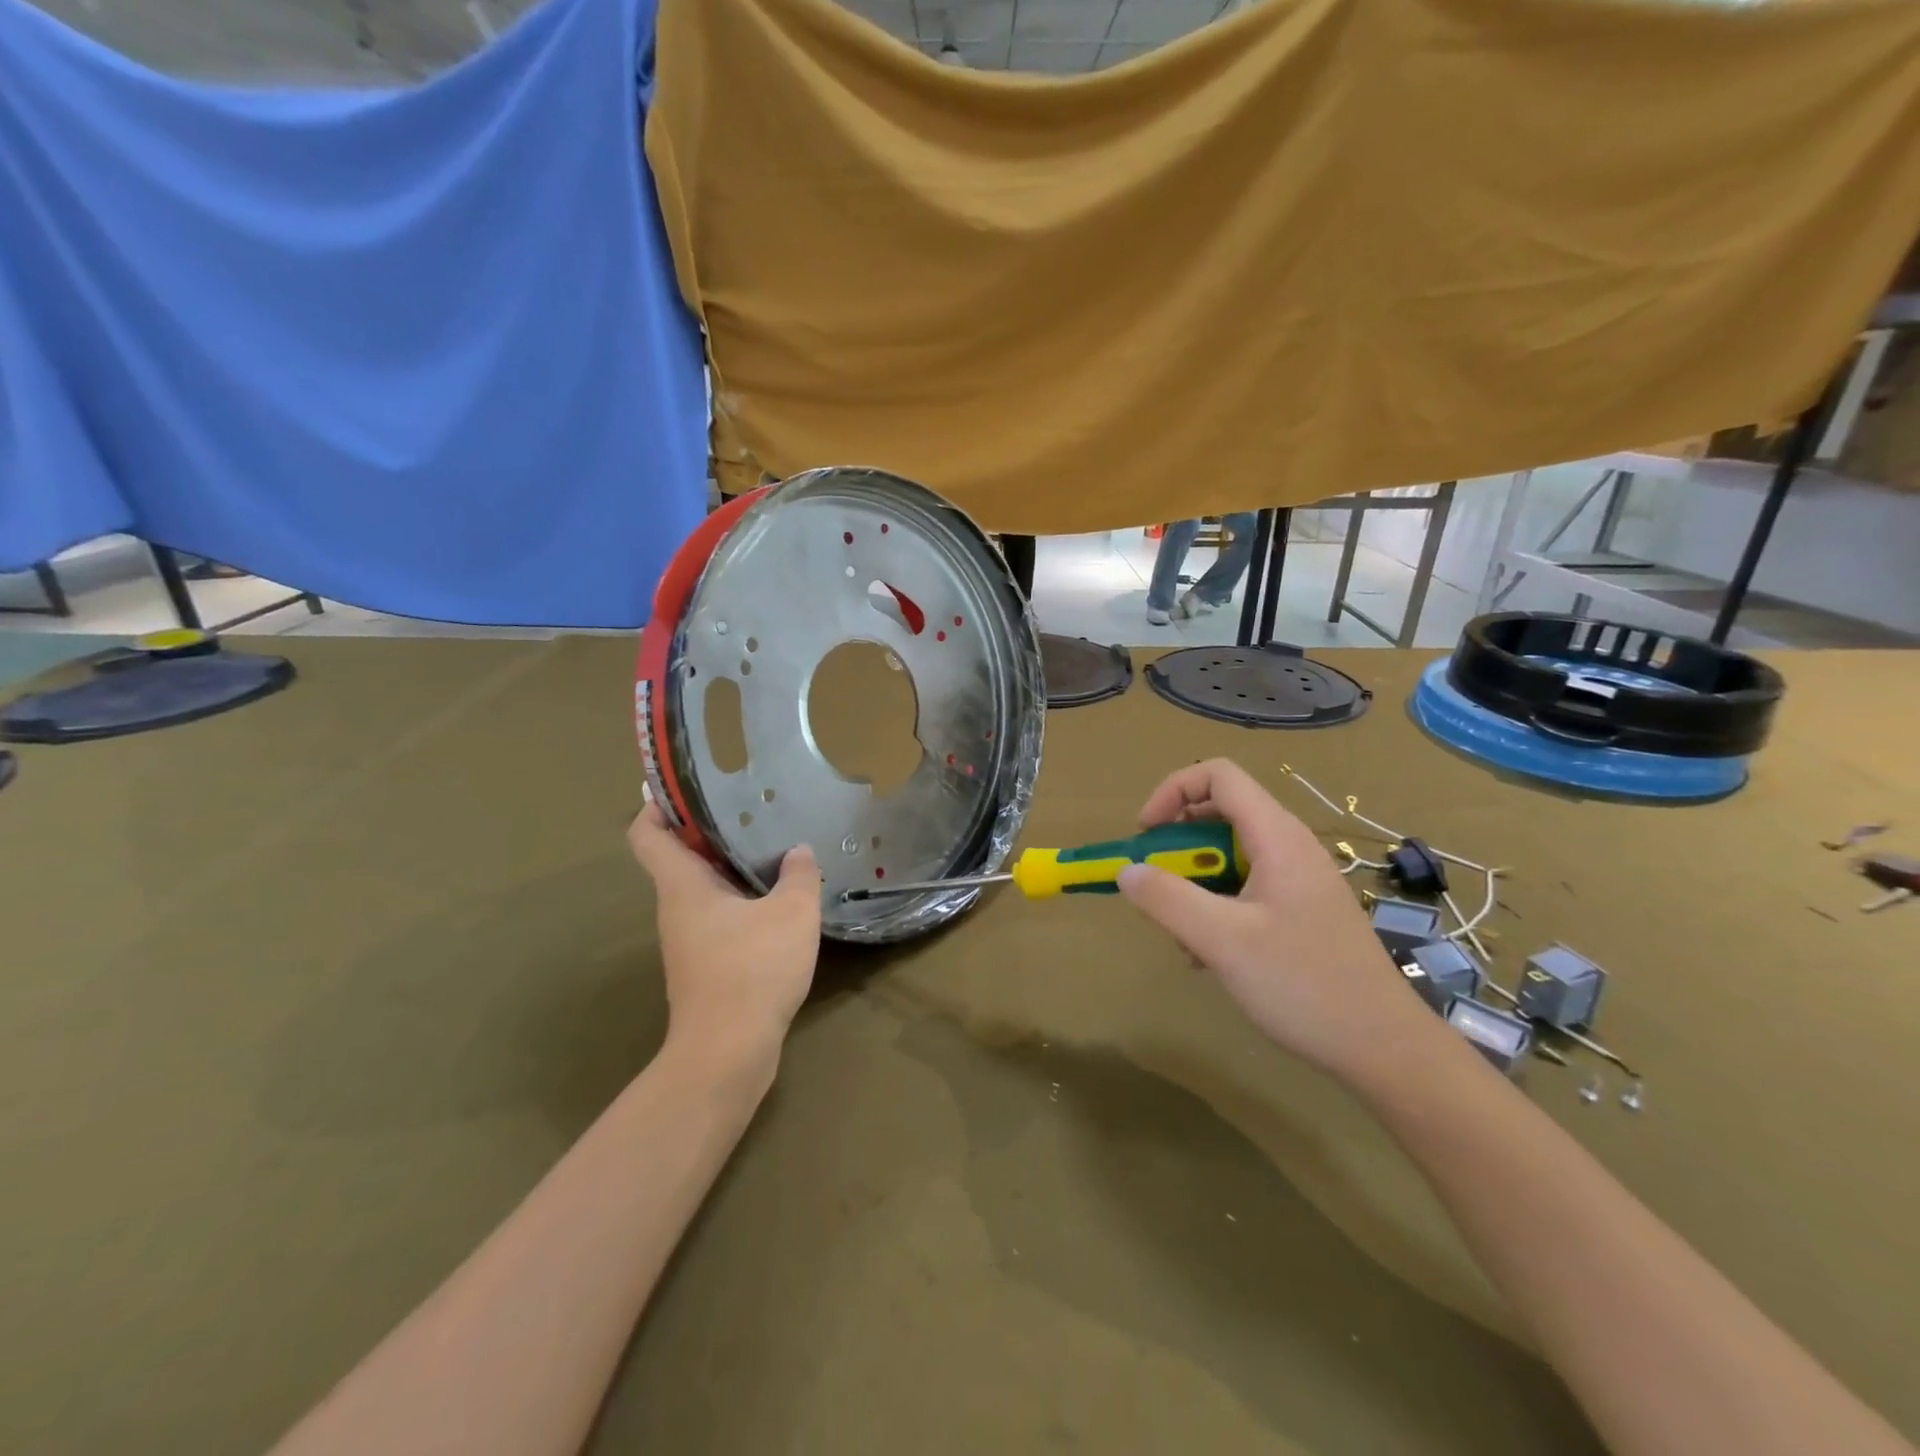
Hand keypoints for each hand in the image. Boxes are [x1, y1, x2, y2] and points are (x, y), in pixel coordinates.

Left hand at [627, 804, 822, 1071]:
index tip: (685, 785)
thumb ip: (798, 875)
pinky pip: (719, 916)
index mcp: (683, 886)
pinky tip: (778, 899)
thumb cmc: (752, 970)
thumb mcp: (791, 913)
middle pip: (679, 857)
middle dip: (709, 829)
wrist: (728, 1053)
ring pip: (703, 888)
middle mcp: (677, 908)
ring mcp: (690, 939)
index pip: (648, 834)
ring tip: (773, 846)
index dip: (657, 804)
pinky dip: (742, 899)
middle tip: (751, 807)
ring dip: (730, 866)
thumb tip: (797, 852)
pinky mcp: (707, 964)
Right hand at [1116, 759, 1433, 1082]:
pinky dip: (1215, 905)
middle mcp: (1289, 846)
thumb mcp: (1223, 941)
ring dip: (1194, 882)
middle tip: (1155, 883)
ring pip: (1229, 855)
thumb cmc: (1304, 985)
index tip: (1145, 835)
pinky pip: (1245, 886)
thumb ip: (1167, 900)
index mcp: (1277, 837)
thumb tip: (1127, 870)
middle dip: (1177, 844)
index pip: (1218, 776)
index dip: (1172, 791)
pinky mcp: (1300, 910)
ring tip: (1182, 932)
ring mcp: (1297, 879)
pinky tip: (1208, 954)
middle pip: (1220, 813)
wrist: (1383, 1048)